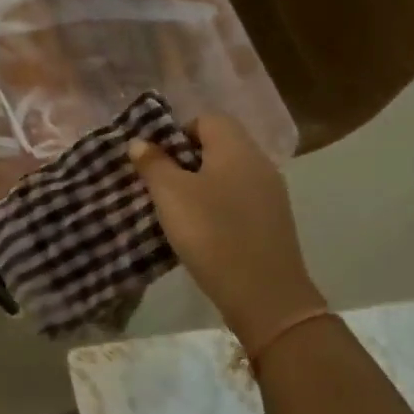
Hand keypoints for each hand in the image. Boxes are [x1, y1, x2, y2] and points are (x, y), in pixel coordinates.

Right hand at [128, 112, 324, 344]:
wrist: (264, 294)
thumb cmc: (212, 233)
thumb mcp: (171, 195)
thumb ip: (154, 164)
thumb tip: (141, 142)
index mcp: (236, 148)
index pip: (207, 119)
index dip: (178, 132)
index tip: (158, 160)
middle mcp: (259, 163)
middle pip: (219, 145)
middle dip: (186, 160)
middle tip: (161, 186)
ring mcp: (271, 194)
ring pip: (229, 174)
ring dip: (201, 185)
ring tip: (177, 210)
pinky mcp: (273, 221)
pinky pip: (239, 199)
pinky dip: (219, 206)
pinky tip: (203, 231)